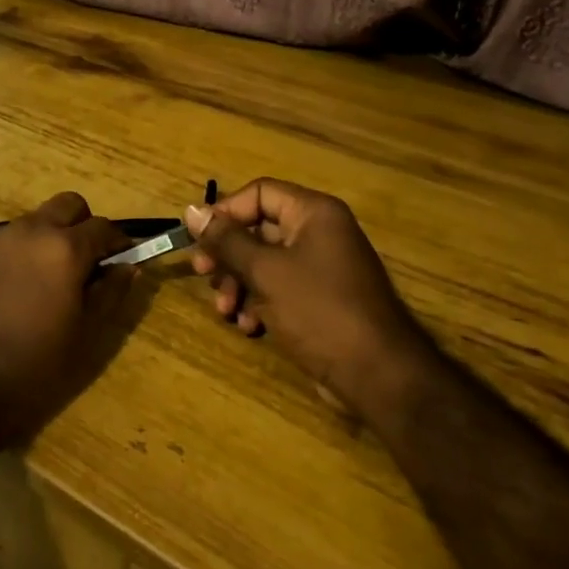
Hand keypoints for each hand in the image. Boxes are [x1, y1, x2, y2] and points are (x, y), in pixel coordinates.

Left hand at [0, 192, 138, 447]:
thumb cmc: (36, 363)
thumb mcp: (86, 332)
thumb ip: (111, 292)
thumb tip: (129, 266)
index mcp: (65, 249)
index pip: (103, 226)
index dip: (118, 242)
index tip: (122, 261)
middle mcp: (32, 231)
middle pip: (68, 205)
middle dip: (84, 226)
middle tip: (87, 263)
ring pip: (36, 219)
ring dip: (52, 236)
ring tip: (50, 279)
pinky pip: (9, 239)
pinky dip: (24, 251)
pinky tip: (19, 289)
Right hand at [187, 178, 428, 409]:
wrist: (377, 375)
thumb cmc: (319, 310)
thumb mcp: (265, 272)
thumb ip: (226, 240)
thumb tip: (192, 211)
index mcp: (313, 214)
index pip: (259, 193)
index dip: (226, 212)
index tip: (199, 239)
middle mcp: (319, 233)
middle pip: (258, 229)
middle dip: (228, 255)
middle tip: (203, 274)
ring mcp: (321, 267)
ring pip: (264, 262)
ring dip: (238, 283)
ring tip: (226, 310)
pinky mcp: (319, 299)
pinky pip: (279, 288)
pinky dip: (259, 302)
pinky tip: (248, 326)